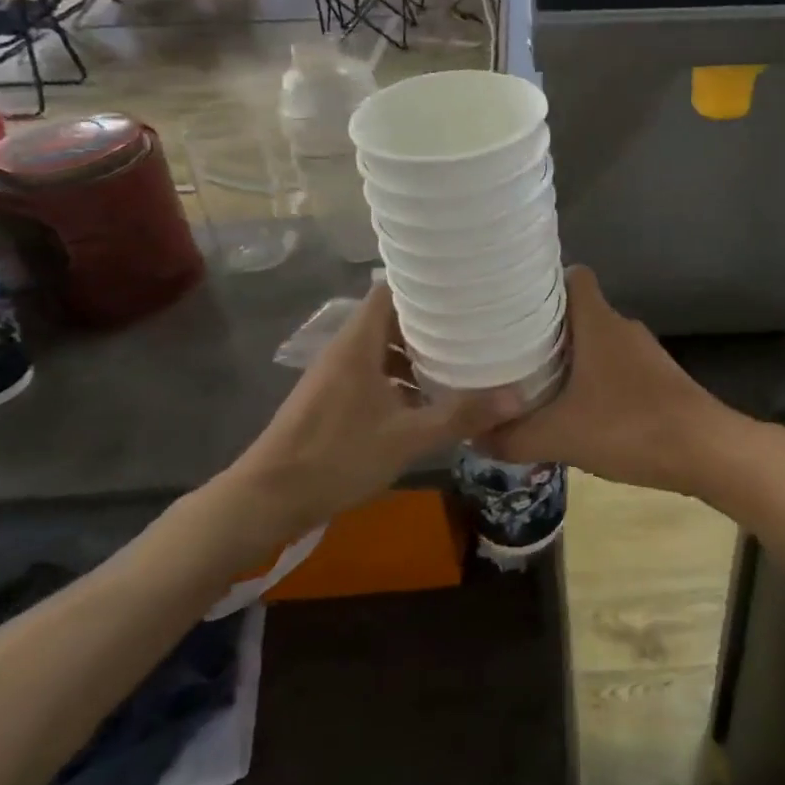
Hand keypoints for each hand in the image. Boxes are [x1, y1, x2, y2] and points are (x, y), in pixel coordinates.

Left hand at [207, 286, 522, 566]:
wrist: (266, 500)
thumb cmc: (336, 456)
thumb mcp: (406, 438)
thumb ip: (460, 416)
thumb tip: (517, 398)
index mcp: (359, 342)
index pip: (391, 290)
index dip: (426, 284)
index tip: (464, 287)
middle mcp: (347, 349)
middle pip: (392, 318)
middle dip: (431, 321)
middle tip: (474, 324)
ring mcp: (337, 374)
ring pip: (383, 348)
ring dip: (416, 352)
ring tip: (459, 359)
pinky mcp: (333, 398)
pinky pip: (374, 372)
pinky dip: (400, 377)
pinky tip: (427, 399)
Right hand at [492, 268, 752, 497]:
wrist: (706, 451)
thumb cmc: (630, 427)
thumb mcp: (561, 436)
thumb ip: (513, 436)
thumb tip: (471, 436)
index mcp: (598, 322)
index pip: (573, 276)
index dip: (543, 282)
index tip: (511, 300)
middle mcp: (621, 326)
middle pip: (578, 309)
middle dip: (545, 325)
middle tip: (507, 346)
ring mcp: (643, 351)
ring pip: (596, 338)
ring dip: (569, 354)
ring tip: (532, 377)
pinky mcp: (656, 376)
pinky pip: (614, 363)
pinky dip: (592, 376)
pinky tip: (575, 406)